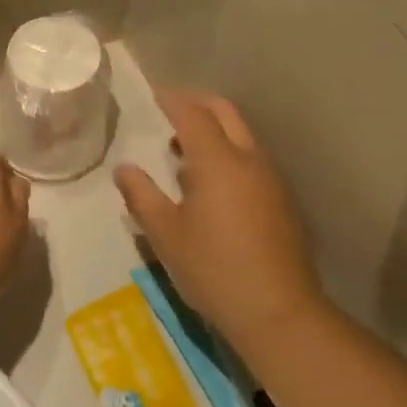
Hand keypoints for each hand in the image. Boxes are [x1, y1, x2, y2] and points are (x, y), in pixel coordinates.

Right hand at [116, 90, 323, 344]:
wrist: (278, 311)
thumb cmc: (213, 269)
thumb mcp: (165, 234)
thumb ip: (142, 195)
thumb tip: (124, 169)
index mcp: (218, 162)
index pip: (193, 114)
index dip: (173, 100)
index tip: (154, 95)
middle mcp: (249, 160)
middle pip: (226, 113)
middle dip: (198, 104)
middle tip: (171, 109)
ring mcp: (271, 180)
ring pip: (243, 136)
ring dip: (216, 129)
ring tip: (184, 150)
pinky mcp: (282, 201)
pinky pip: (252, 159)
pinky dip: (230, 153)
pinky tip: (212, 183)